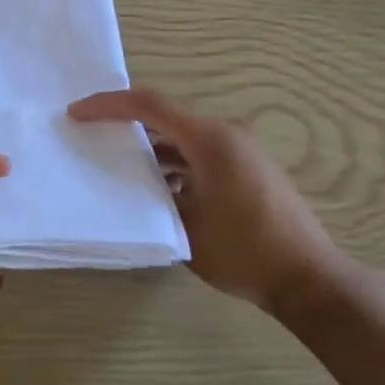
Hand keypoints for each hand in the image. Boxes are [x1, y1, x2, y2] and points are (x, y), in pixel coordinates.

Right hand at [68, 88, 349, 318]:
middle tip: (90, 135)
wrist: (308, 279)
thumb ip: (153, 196)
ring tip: (114, 163)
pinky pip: (199, 155)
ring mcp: (240, 153)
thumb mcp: (184, 225)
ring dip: (150, 148)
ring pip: (182, 138)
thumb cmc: (244, 251)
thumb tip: (133, 184)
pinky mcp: (246, 171)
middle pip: (165, 117)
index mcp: (210, 139)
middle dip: (125, 125)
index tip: (76, 113)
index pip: (149, 106)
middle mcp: (226, 136)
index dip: (108, 105)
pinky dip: (173, 164)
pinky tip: (152, 188)